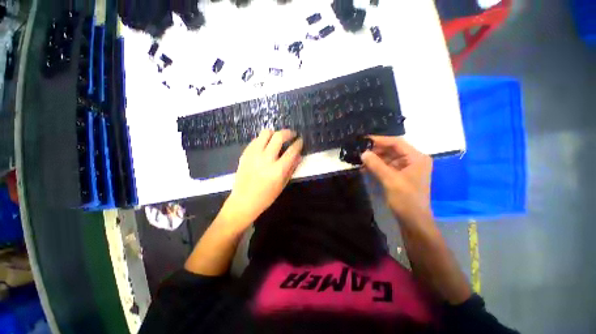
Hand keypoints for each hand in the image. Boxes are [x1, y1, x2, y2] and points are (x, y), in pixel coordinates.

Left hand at [220, 129, 302, 232]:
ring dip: (275, 133)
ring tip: (278, 138)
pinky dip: (263, 139)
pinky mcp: (245, 154)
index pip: (292, 151)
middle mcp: (266, 159)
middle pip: (279, 136)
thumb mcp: (282, 184)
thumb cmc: (266, 197)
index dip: (298, 143)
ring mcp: (254, 155)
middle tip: (292, 134)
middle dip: (288, 133)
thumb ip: (291, 168)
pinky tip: (266, 145)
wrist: (244, 201)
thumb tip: (299, 155)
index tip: (300, 141)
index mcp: (277, 170)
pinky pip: (256, 139)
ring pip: (266, 133)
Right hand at [361, 136, 432, 222]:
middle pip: (392, 149)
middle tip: (360, 151)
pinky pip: (386, 166)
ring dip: (374, 159)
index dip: (380, 140)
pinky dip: (376, 167)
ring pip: (388, 158)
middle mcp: (413, 160)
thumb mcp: (390, 181)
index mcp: (417, 158)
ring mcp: (406, 168)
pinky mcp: (400, 175)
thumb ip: (376, 165)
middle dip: (375, 151)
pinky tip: (365, 168)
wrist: (413, 221)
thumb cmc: (406, 200)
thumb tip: (363, 153)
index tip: (364, 140)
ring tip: (360, 160)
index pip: (397, 143)